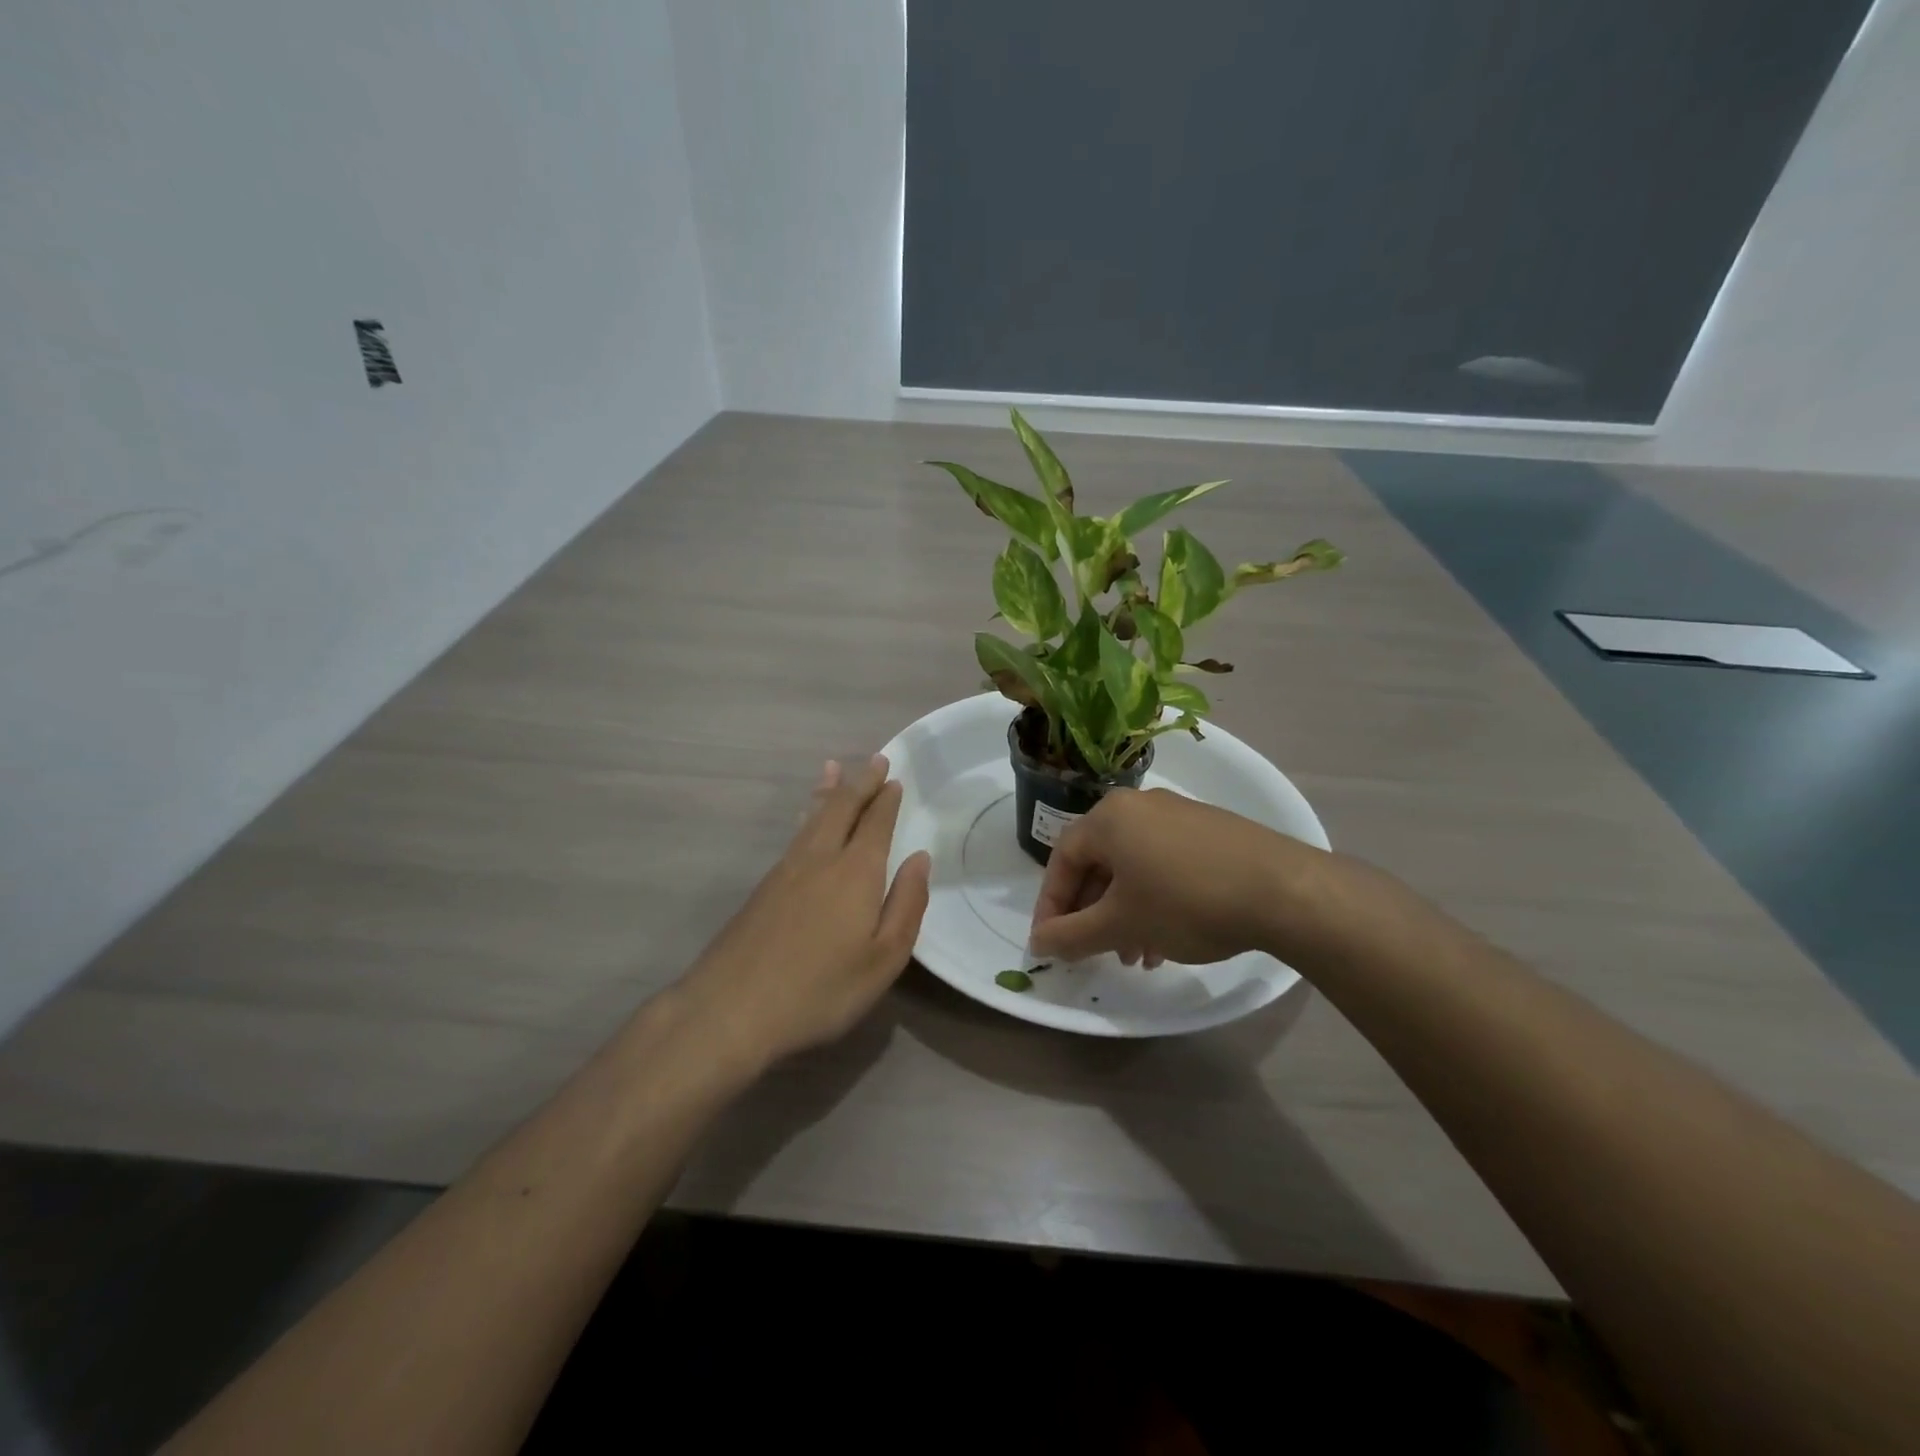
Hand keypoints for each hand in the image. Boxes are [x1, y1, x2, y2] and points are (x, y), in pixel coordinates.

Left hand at [681, 755, 930, 1069]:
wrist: (731, 1009)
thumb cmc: (819, 990)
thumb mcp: (883, 959)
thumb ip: (906, 905)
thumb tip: (919, 858)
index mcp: (855, 873)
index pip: (875, 824)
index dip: (886, 800)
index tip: (894, 778)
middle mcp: (820, 859)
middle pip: (841, 809)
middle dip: (860, 783)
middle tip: (875, 760)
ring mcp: (786, 871)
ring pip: (812, 817)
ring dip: (827, 791)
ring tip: (833, 768)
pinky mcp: (763, 888)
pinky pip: (794, 835)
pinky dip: (806, 815)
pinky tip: (804, 820)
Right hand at [1029, 788, 1315, 965]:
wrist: (1283, 890)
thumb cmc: (1186, 902)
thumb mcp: (1121, 925)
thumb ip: (1071, 936)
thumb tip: (1039, 943)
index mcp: (1109, 817)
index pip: (1062, 860)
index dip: (1052, 906)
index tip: (1051, 944)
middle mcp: (1139, 806)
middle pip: (1098, 864)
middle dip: (1094, 915)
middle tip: (1099, 953)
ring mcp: (1177, 815)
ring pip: (1133, 868)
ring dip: (1125, 914)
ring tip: (1139, 956)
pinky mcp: (1208, 830)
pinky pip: (1163, 864)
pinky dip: (1155, 900)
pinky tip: (1170, 938)